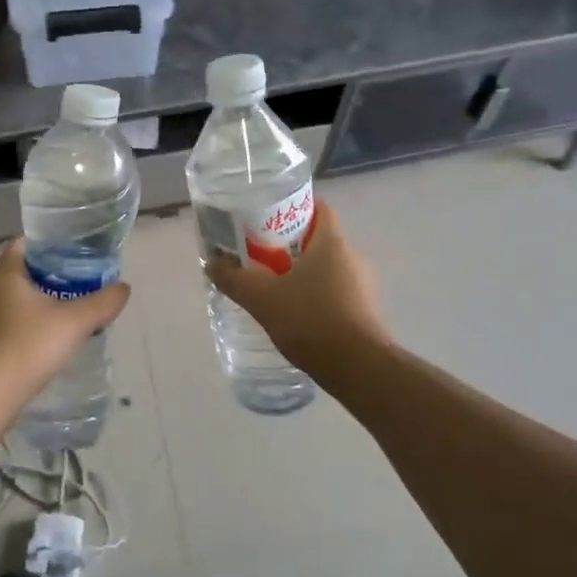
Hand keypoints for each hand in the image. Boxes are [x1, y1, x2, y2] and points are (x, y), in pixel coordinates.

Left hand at [0, 240, 131, 397]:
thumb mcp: (74, 322)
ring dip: (33, 306)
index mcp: (3, 274)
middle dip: (46, 278)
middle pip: (18, 273)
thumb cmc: (27, 346)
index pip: (22, 245)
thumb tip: (124, 288)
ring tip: (63, 318)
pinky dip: (22, 328)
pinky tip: (41, 345)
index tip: (73, 257)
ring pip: (9, 301)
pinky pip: (2, 326)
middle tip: (77, 288)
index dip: (48, 246)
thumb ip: (102, 302)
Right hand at [206, 200, 388, 377]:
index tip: (267, 218)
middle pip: (319, 240)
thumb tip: (212, 264)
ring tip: (272, 288)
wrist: (359, 369)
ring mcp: (363, 287)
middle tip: (259, 255)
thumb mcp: (262, 298)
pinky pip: (335, 293)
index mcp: (332, 243)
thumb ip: (234, 279)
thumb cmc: (311, 321)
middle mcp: (352, 258)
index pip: (318, 208)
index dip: (293, 208)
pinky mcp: (364, 313)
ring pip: (327, 269)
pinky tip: (294, 315)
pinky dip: (314, 297)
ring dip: (302, 274)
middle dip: (290, 245)